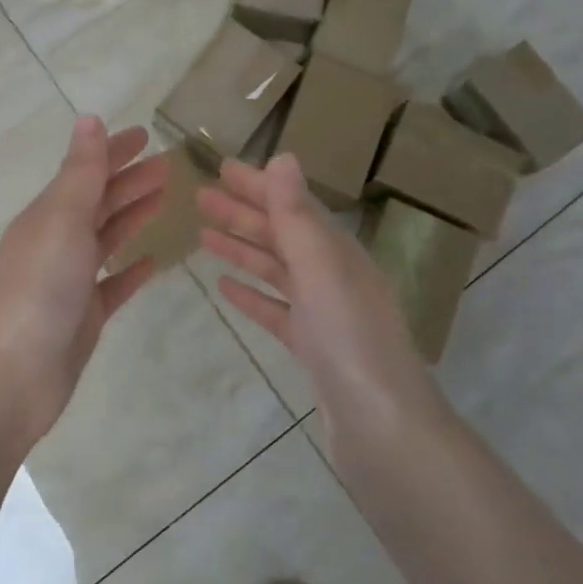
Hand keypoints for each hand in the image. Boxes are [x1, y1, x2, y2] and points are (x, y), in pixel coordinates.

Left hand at [0, 116, 167, 448]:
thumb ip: (81, 171)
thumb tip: (89, 117)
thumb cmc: (39, 286)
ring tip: (165, 198)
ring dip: (133, 215)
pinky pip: (113, 284)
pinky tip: (153, 260)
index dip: (115, 151)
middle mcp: (58, 241)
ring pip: (107, 237)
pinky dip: (131, 268)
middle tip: (169, 165)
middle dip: (131, 180)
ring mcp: (71, 280)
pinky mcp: (84, 316)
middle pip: (99, 201)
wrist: (12, 373)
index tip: (147, 135)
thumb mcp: (62, 218)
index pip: (87, 171)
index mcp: (49, 213)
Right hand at [198, 154, 439, 444]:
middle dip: (242, 214)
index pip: (292, 205)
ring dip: (242, 249)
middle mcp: (333, 275)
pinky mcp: (313, 347)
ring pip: (276, 270)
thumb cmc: (349, 337)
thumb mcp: (320, 267)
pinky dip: (252, 294)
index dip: (257, 185)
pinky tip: (225, 288)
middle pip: (282, 235)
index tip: (221, 168)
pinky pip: (276, 309)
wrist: (381, 426)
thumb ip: (297, 215)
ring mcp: (324, 313)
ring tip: (204, 236)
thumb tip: (284, 157)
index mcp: (338, 251)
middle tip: (200, 198)